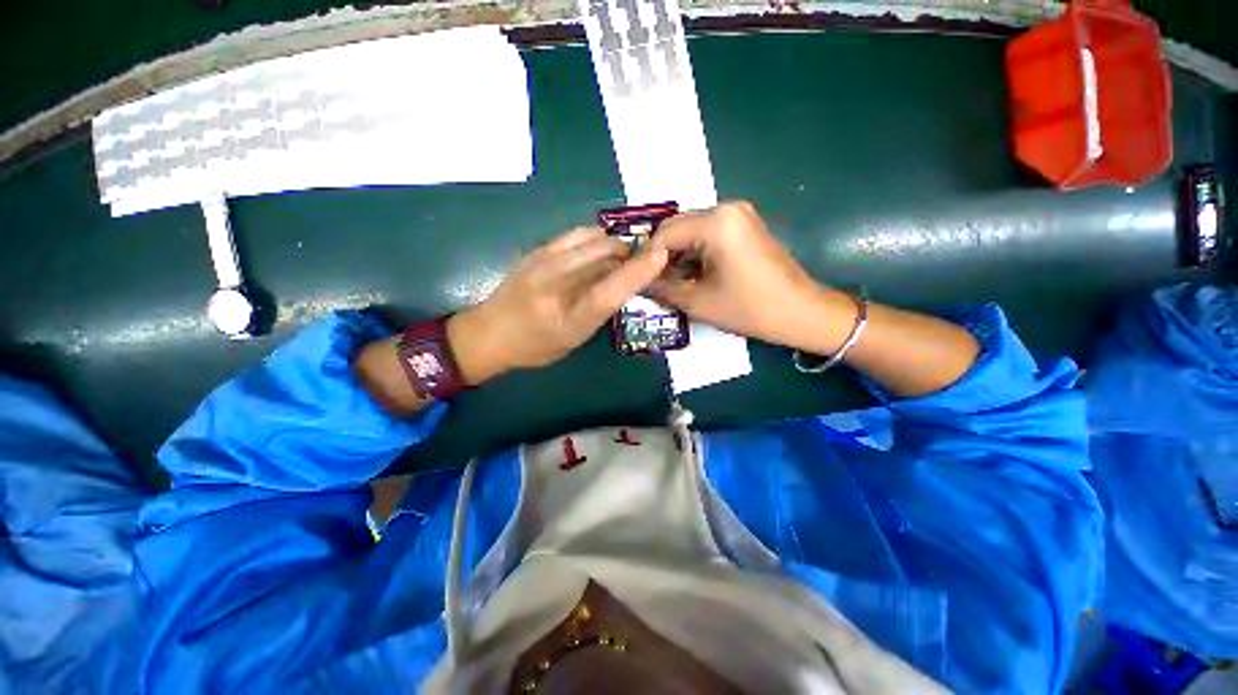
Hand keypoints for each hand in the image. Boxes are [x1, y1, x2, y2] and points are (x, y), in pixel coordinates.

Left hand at [448, 227, 669, 382]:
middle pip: (605, 256)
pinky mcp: (537, 250)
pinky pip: (576, 233)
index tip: (660, 255)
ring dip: (614, 244)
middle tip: (639, 263)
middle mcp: (556, 287)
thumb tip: (622, 280)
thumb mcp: (575, 339)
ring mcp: (544, 263)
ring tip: (618, 255)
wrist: (490, 332)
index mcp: (568, 320)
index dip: (637, 272)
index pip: (608, 292)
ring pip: (593, 239)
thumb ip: (599, 310)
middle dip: (630, 254)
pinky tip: (597, 247)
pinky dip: (595, 237)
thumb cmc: (536, 346)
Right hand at [651, 201, 854, 353]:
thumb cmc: (750, 309)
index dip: (646, 259)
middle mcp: (726, 208)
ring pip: (690, 231)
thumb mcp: (698, 302)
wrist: (801, 312)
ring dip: (677, 255)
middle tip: (652, 282)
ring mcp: (738, 214)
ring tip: (669, 282)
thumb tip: (637, 282)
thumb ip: (661, 288)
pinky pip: (707, 233)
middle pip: (677, 228)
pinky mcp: (744, 224)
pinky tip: (690, 274)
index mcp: (715, 223)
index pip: (664, 235)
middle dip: (661, 256)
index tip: (636, 280)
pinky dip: (694, 252)